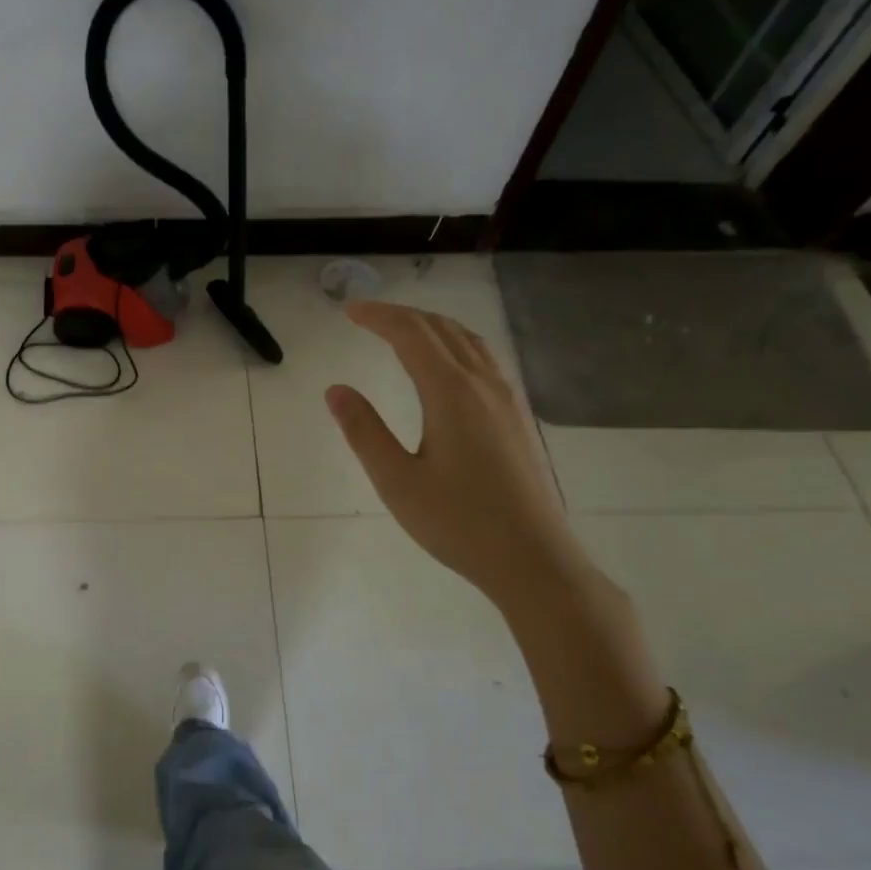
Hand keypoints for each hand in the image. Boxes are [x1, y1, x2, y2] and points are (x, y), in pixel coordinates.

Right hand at [324, 300, 586, 612]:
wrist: (533, 559)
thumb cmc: (458, 523)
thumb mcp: (397, 481)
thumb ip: (364, 431)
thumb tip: (336, 390)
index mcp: (450, 393)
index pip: (411, 335)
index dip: (378, 316)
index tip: (349, 310)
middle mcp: (483, 384)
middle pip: (441, 329)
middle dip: (402, 315)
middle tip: (367, 316)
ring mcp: (507, 399)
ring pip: (469, 341)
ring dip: (432, 326)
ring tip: (403, 331)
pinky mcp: (518, 418)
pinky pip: (485, 360)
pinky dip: (456, 344)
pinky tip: (448, 366)